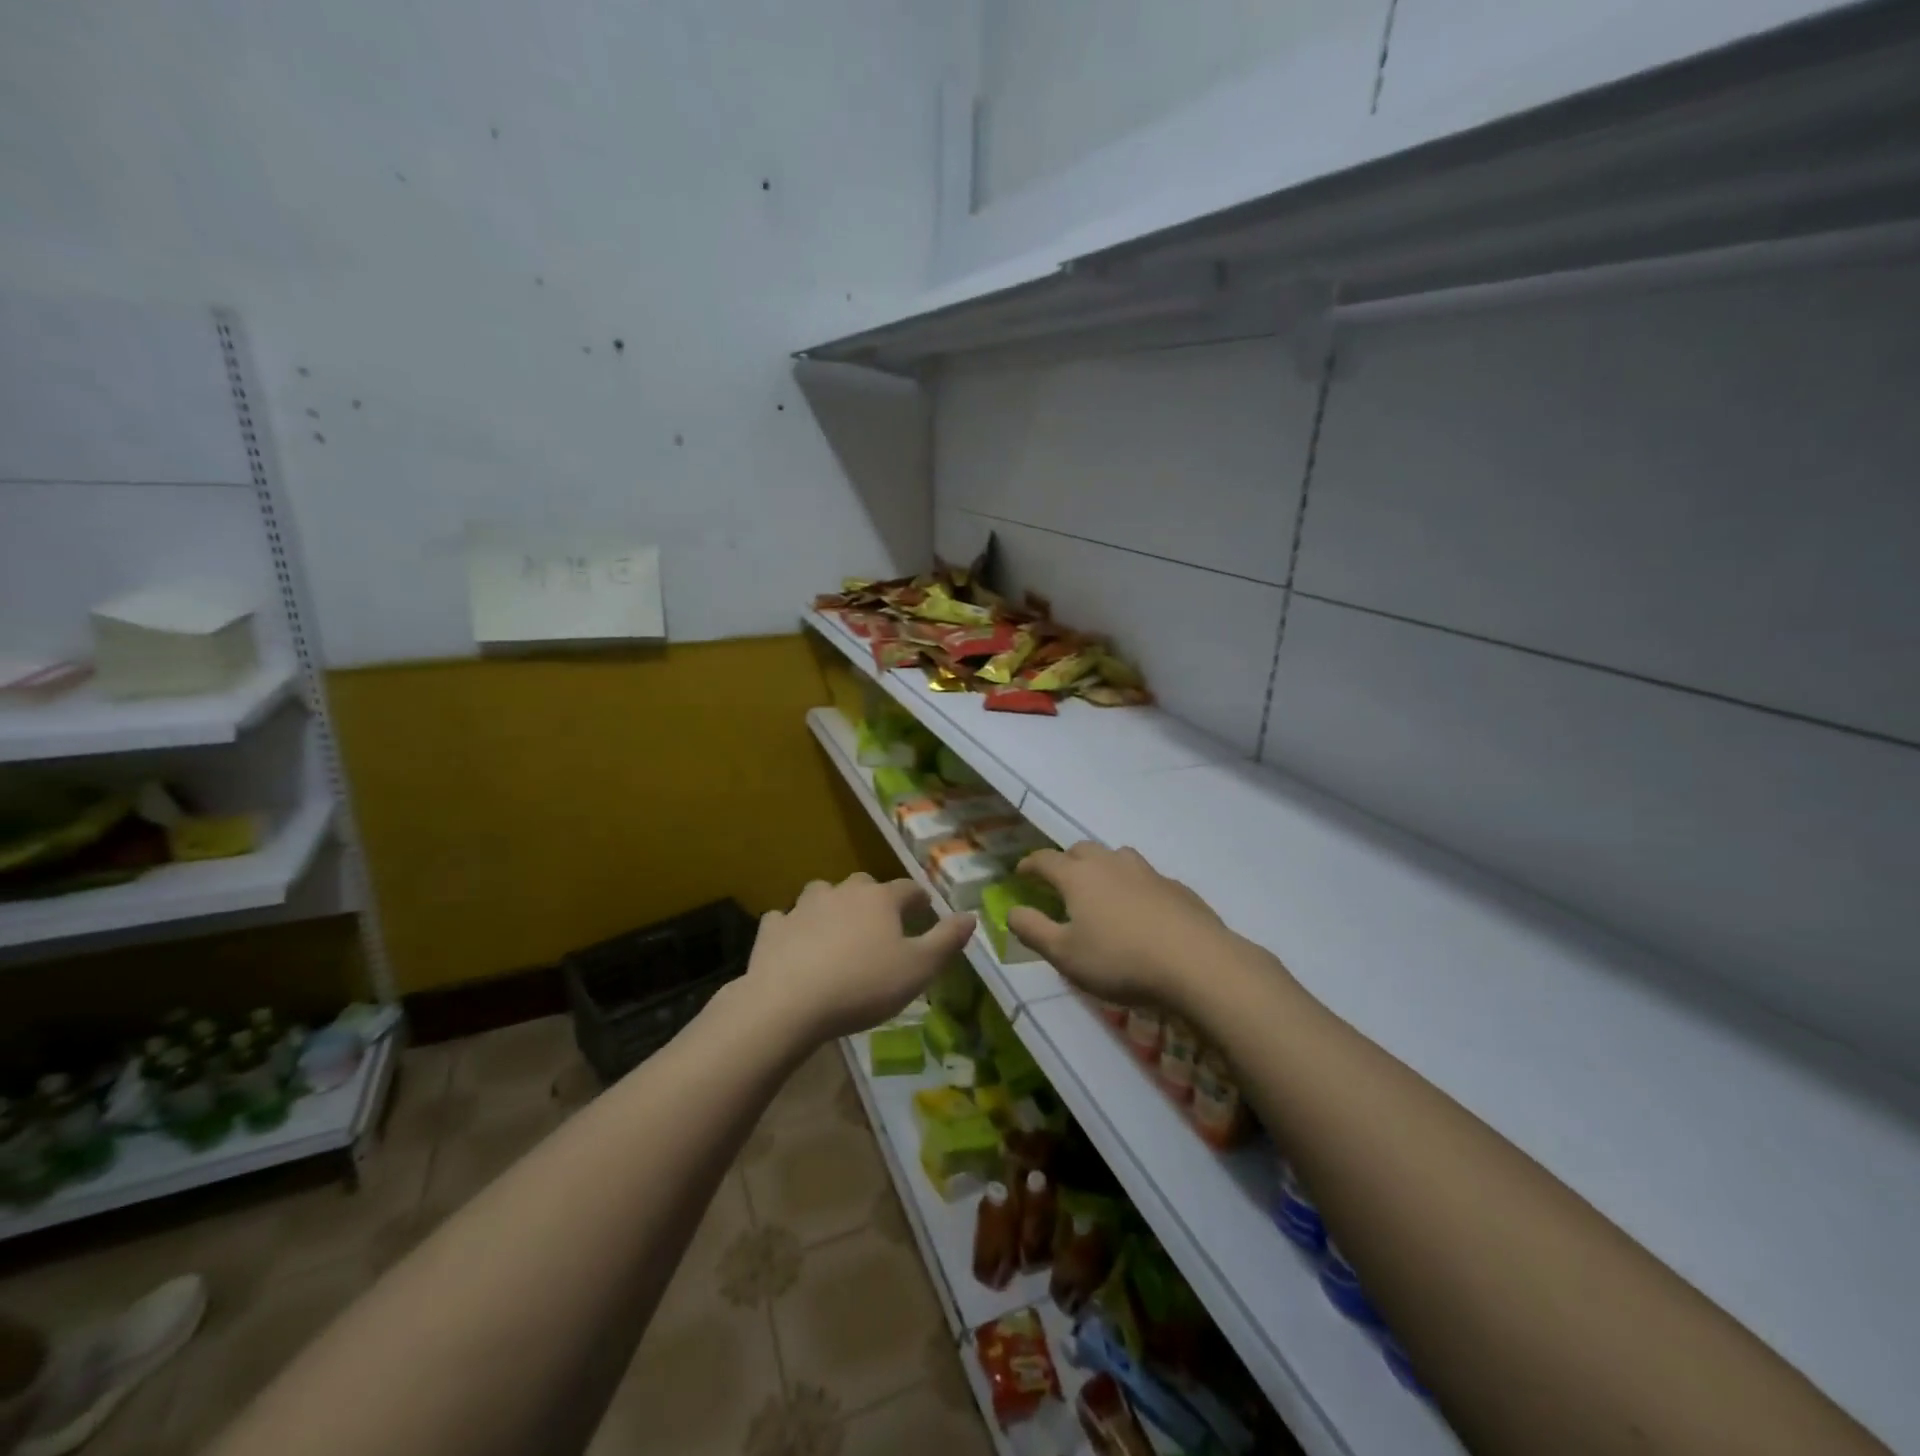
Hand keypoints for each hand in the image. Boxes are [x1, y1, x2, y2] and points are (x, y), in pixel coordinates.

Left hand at [745, 872, 975, 1042]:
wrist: (788, 1003)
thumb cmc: (863, 985)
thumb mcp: (918, 969)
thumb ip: (946, 941)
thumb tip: (970, 916)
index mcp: (880, 899)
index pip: (908, 888)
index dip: (919, 899)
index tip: (925, 911)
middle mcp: (842, 892)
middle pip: (864, 885)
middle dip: (875, 899)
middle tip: (880, 924)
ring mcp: (803, 907)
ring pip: (822, 894)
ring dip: (831, 906)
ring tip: (836, 931)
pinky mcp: (773, 928)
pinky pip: (786, 919)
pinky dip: (793, 927)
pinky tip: (795, 945)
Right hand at [1009, 843, 1240, 1006]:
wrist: (1196, 963)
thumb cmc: (1120, 960)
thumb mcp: (1065, 955)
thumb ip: (1033, 930)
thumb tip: (1011, 911)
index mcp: (1078, 876)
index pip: (1045, 859)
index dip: (1029, 864)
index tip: (1020, 872)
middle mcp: (1110, 864)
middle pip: (1081, 850)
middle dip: (1066, 861)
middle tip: (1059, 881)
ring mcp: (1146, 872)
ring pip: (1116, 856)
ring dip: (1102, 866)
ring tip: (1100, 889)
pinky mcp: (1175, 887)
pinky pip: (1145, 877)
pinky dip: (1133, 885)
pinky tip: (1140, 910)